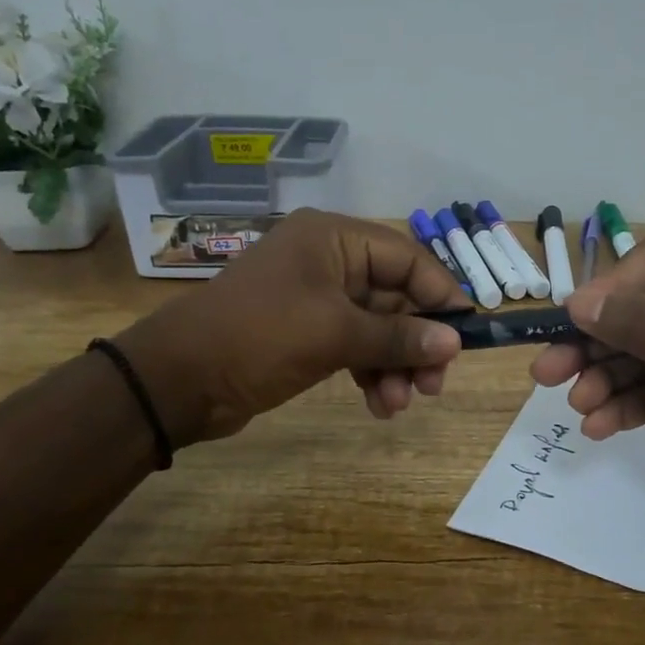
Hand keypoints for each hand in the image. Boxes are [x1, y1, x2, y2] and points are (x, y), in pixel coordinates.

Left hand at [118, 209, 469, 443]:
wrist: (178, 380)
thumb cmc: (259, 337)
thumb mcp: (334, 334)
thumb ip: (398, 336)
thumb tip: (454, 342)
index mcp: (334, 239)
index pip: (407, 258)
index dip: (440, 295)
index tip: (465, 334)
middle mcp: (329, 261)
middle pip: (396, 296)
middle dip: (416, 342)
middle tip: (434, 385)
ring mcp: (317, 298)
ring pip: (378, 327)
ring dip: (395, 365)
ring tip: (399, 404)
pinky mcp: (307, 331)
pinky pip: (355, 346)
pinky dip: (371, 373)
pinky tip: (378, 406)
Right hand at [530, 237, 644, 541]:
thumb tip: (578, 301)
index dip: (611, 291)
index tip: (578, 323)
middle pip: (636, 317)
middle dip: (592, 344)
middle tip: (546, 373)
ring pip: (638, 361)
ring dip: (603, 381)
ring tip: (578, 407)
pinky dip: (624, 410)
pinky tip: (599, 427)